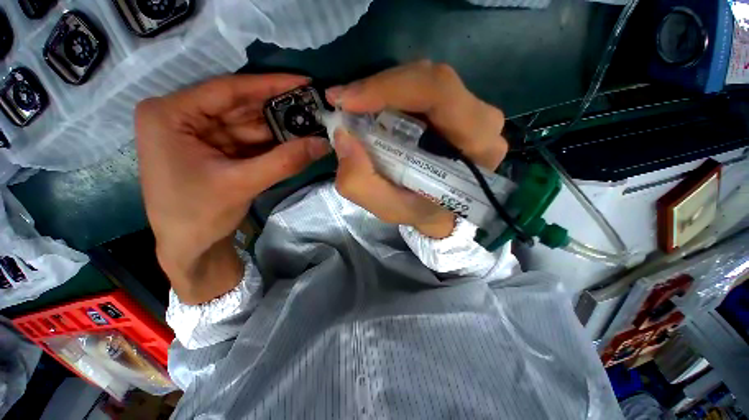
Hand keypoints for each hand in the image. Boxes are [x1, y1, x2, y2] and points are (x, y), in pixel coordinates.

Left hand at [136, 74, 329, 303]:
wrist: (189, 248)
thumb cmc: (198, 215)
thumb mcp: (242, 184)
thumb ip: (285, 162)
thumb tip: (323, 144)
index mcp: (170, 114)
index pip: (228, 89)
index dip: (270, 85)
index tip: (304, 81)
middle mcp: (182, 117)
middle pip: (241, 107)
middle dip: (279, 112)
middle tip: (314, 109)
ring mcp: (199, 133)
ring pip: (249, 125)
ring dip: (280, 130)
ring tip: (312, 127)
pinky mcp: (215, 149)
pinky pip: (249, 141)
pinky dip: (273, 144)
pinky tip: (295, 142)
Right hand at [326, 61, 507, 238]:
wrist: (440, 212)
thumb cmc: (421, 212)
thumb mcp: (390, 209)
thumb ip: (362, 183)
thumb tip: (343, 137)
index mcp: (475, 144)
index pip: (438, 92)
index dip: (388, 88)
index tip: (347, 101)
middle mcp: (481, 120)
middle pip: (429, 79)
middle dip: (379, 88)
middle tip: (344, 103)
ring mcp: (471, 110)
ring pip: (422, 80)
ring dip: (383, 92)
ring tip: (354, 109)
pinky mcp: (456, 107)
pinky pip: (420, 89)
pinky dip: (390, 96)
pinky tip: (372, 110)